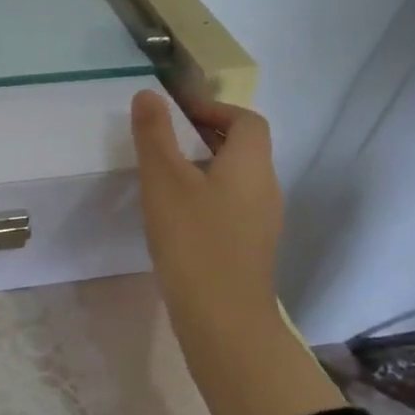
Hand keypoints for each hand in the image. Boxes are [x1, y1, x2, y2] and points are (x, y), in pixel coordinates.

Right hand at [131, 90, 282, 354]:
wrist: (223, 319)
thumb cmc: (193, 241)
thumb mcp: (164, 181)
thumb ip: (154, 135)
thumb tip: (148, 95)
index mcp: (251, 165)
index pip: (246, 120)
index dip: (214, 108)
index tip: (178, 113)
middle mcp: (266, 188)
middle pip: (244, 148)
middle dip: (206, 135)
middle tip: (164, 139)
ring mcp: (261, 221)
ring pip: (236, 178)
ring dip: (204, 166)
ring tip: (164, 175)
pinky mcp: (249, 248)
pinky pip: (231, 205)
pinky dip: (207, 195)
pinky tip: (176, 215)